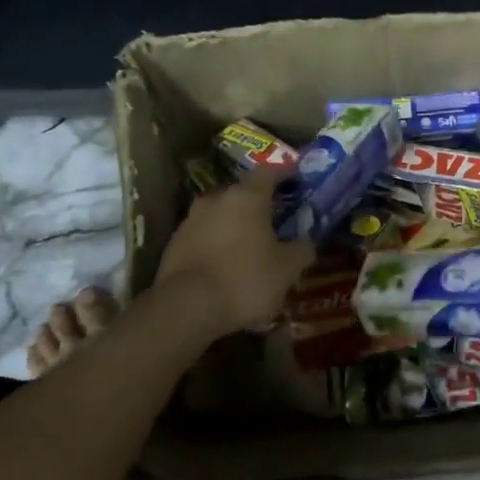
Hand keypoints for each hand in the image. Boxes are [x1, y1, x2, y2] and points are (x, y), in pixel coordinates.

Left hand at [154, 168, 313, 334]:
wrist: (186, 308)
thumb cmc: (245, 280)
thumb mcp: (287, 270)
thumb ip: (301, 250)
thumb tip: (306, 242)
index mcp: (247, 197)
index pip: (268, 172)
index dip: (284, 175)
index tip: (296, 182)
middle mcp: (216, 200)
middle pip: (241, 193)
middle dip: (258, 205)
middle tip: (273, 222)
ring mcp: (191, 220)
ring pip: (220, 215)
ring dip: (234, 225)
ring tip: (248, 247)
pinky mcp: (174, 243)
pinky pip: (202, 236)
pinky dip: (216, 244)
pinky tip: (224, 265)